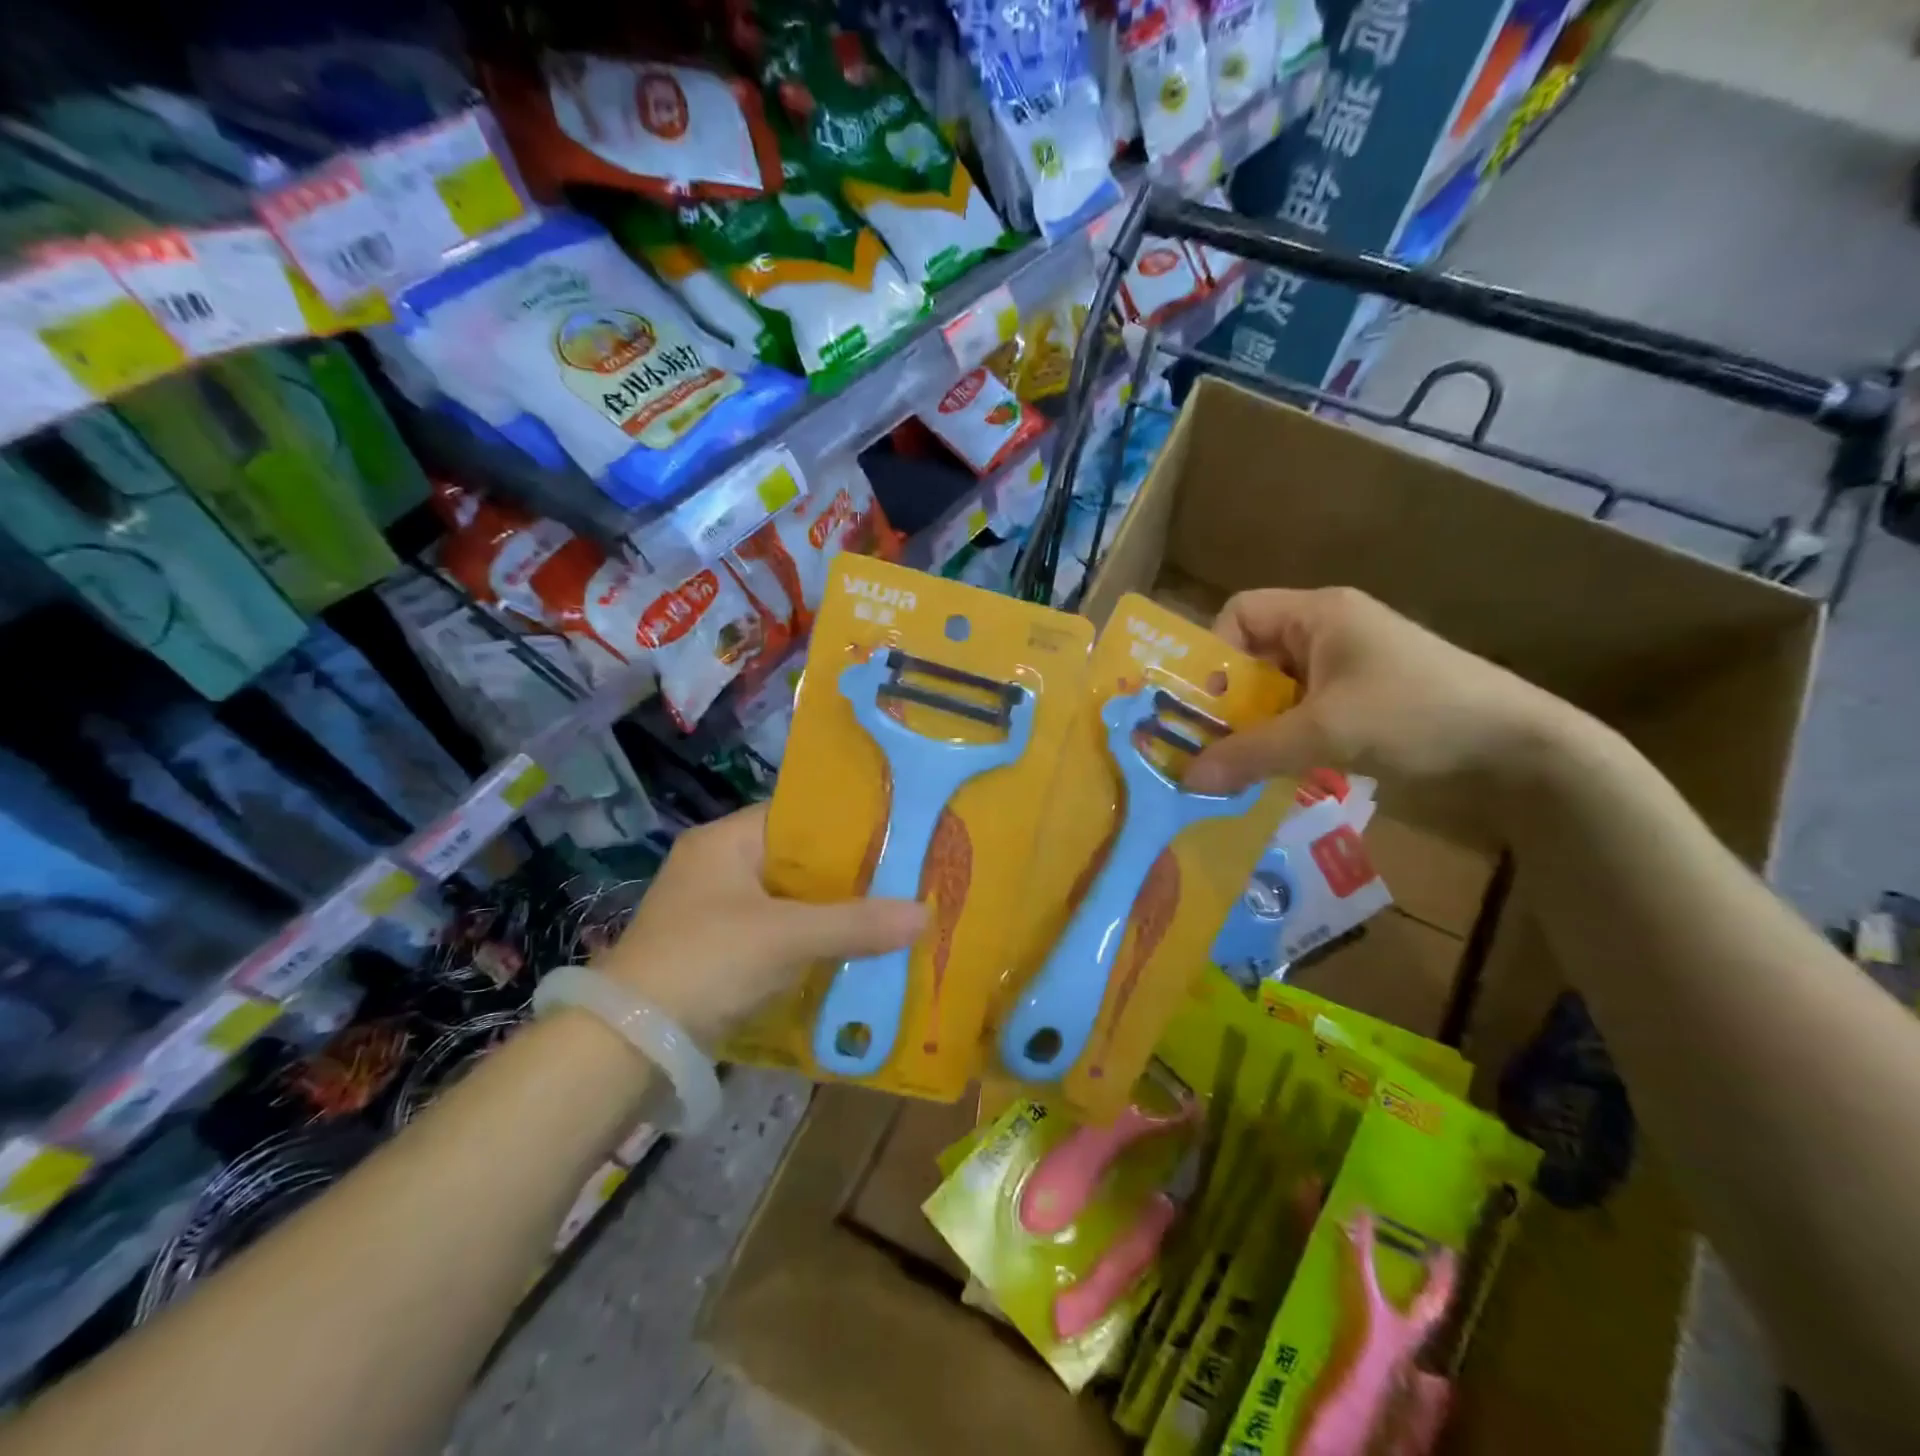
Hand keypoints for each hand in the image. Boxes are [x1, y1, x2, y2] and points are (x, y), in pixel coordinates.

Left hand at [592, 805, 926, 1044]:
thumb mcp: (785, 938)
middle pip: (796, 861)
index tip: (895, 837)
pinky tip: (847, 952)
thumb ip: (855, 924)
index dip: (846, 825)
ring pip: (787, 901)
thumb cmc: (706, 962)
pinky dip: (807, 941)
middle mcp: (716, 867)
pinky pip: (774, 934)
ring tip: (886, 914)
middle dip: (845, 875)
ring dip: (828, 912)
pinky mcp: (714, 951)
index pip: (796, 816)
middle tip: (902, 879)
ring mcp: (712, 911)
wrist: (626, 1043)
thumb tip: (926, 915)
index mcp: (724, 842)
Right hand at [1185, 587, 1581, 795]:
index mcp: (1320, 614)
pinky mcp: (1364, 704)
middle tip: (1209, 746)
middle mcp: (1329, 633)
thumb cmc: (1417, 716)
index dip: (1214, 652)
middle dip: (1229, 701)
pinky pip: (1303, 715)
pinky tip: (1279, 774)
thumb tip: (1186, 779)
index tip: (1209, 703)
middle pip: (1254, 656)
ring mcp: (1349, 670)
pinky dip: (1284, 741)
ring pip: (1277, 692)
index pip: (1240, 612)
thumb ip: (1251, 753)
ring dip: (1255, 727)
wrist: (1521, 751)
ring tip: (1240, 768)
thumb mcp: (1325, 733)